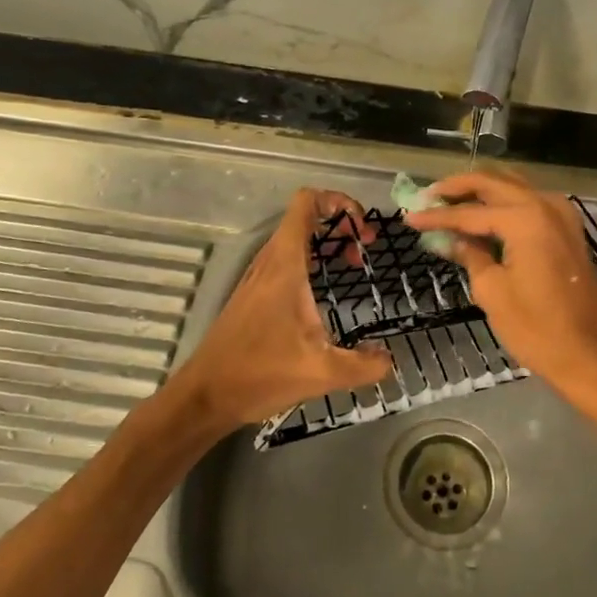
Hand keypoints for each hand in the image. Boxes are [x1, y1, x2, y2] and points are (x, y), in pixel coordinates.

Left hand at [171, 188, 391, 432]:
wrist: (206, 395)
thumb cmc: (260, 374)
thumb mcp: (323, 373)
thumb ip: (364, 365)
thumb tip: (390, 359)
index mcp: (285, 264)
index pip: (307, 202)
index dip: (338, 202)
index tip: (362, 228)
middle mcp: (270, 261)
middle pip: (306, 216)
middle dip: (341, 224)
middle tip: (365, 250)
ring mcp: (259, 276)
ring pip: (296, 238)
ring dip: (327, 242)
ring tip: (354, 265)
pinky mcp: (254, 292)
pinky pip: (287, 258)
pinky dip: (312, 259)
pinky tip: (325, 290)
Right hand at [406, 172, 596, 391]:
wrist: (589, 354)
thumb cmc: (536, 328)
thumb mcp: (492, 291)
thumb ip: (470, 255)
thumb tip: (451, 240)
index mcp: (525, 218)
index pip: (470, 212)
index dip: (436, 215)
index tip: (409, 216)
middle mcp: (545, 204)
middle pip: (493, 182)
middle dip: (457, 188)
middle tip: (427, 197)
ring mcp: (561, 214)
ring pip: (513, 186)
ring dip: (481, 191)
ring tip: (449, 202)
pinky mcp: (568, 228)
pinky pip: (529, 202)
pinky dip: (503, 203)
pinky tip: (483, 216)